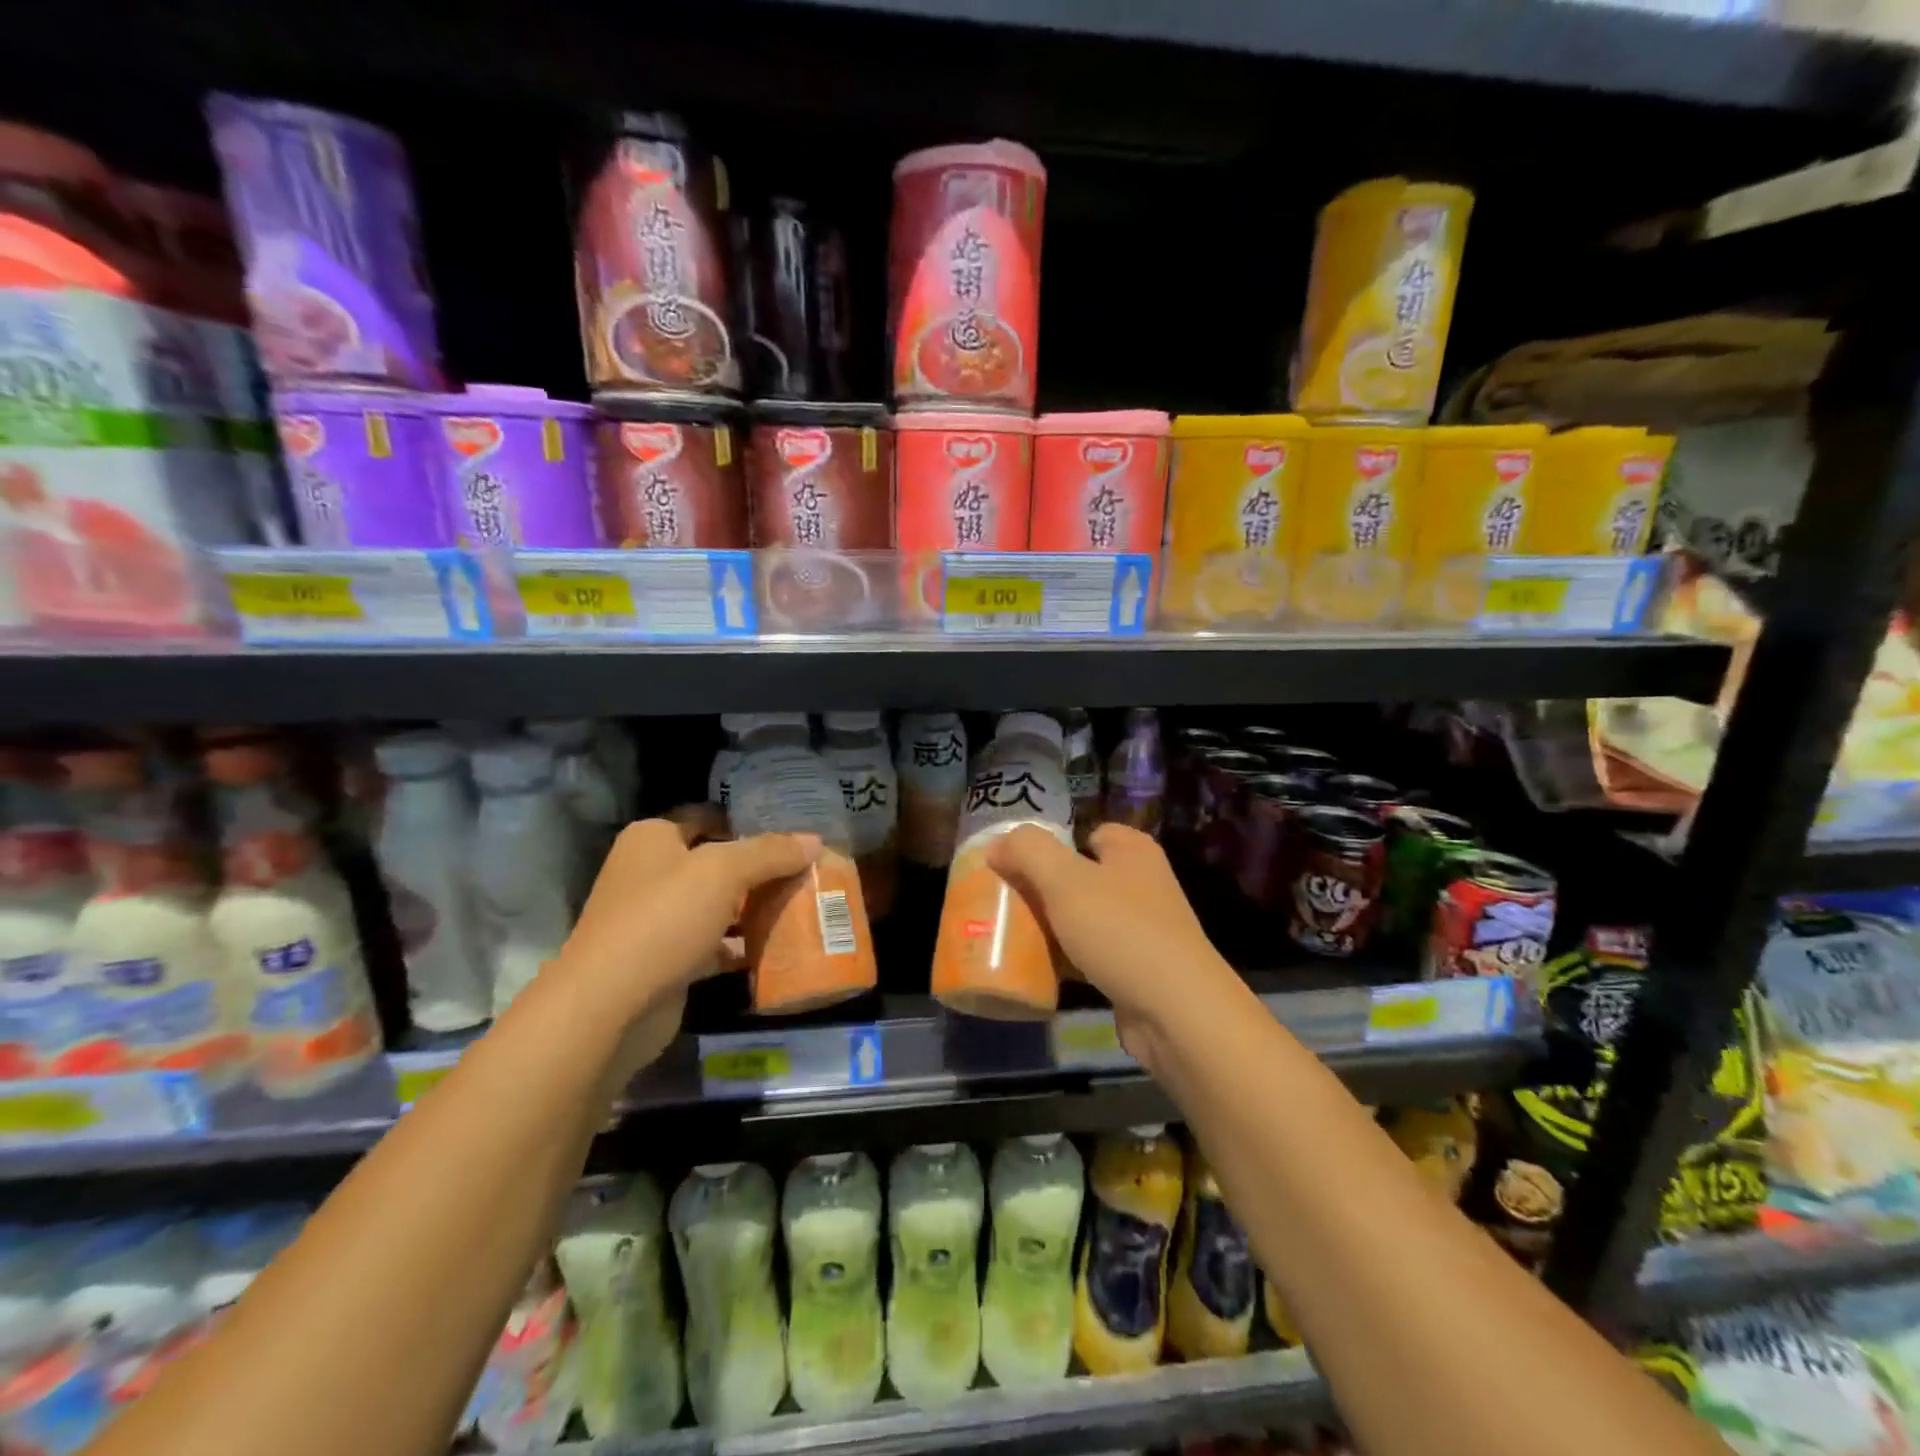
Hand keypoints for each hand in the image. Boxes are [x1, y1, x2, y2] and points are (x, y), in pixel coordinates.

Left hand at [561, 810, 819, 1075]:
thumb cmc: (663, 919)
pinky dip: (743, 946)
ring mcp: (657, 920)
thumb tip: (814, 840)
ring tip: (805, 906)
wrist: (610, 1006)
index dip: (749, 821)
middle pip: (718, 863)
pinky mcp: (668, 961)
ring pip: (718, 906)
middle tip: (808, 870)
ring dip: (756, 908)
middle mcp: (651, 873)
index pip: (709, 817)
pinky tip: (781, 948)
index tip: (793, 833)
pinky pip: (715, 945)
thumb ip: (771, 853)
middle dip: (761, 869)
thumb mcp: (724, 872)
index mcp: (653, 838)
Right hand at [987, 823, 1240, 1073]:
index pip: (1088, 832)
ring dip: (1051, 927)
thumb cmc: (1121, 931)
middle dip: (1043, 888)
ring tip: (1011, 935)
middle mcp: (1141, 883)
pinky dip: (1065, 960)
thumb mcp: (1064, 879)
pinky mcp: (1136, 968)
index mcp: (1132, 851)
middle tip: (1005, 901)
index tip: (1016, 865)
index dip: (1052, 844)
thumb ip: (1027, 851)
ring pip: (1082, 917)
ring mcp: (1141, 928)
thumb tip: (998, 845)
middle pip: (1079, 875)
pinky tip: (1036, 970)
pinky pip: (1090, 954)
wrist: (1176, 1012)